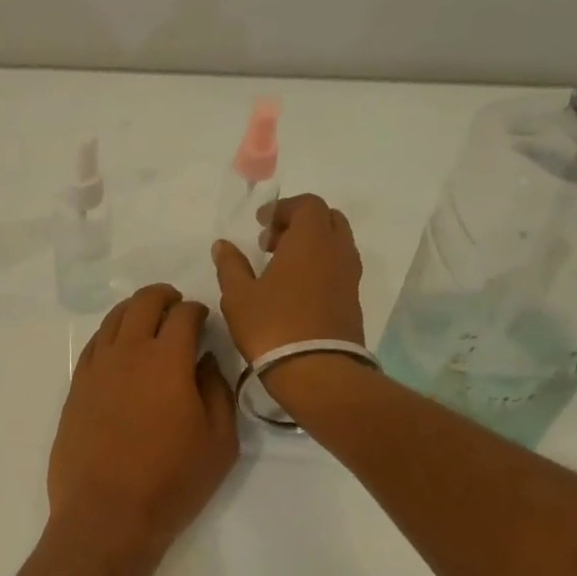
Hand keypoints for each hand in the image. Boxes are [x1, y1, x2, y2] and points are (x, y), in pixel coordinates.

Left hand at [48, 284, 238, 564]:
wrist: (106, 514)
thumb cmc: (172, 482)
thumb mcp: (219, 441)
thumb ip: (218, 391)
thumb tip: (206, 360)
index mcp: (168, 360)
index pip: (184, 315)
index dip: (197, 310)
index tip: (204, 319)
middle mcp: (128, 353)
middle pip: (143, 303)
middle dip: (164, 297)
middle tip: (176, 305)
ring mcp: (96, 368)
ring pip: (114, 319)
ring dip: (134, 310)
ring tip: (147, 319)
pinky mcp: (76, 387)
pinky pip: (94, 345)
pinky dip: (110, 334)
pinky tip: (119, 346)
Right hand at [211, 194, 365, 362]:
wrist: (317, 371)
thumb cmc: (273, 326)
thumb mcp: (238, 295)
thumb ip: (231, 265)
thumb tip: (223, 245)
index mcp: (311, 240)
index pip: (308, 204)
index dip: (283, 208)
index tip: (261, 224)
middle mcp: (337, 250)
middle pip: (328, 219)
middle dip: (300, 223)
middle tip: (272, 243)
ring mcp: (350, 276)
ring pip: (336, 243)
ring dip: (312, 245)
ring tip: (282, 267)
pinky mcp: (354, 299)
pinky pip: (340, 267)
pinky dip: (320, 265)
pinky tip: (296, 289)